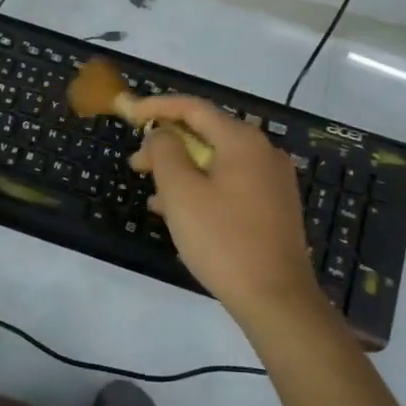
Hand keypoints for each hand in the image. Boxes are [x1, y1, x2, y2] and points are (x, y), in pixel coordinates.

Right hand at [126, 95, 323, 329]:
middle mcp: (263, 152)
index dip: (156, 106)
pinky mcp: (274, 207)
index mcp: (242, 141)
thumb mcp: (181, 192)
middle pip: (206, 134)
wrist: (277, 299)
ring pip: (217, 161)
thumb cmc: (223, 240)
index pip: (193, 108)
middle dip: (167, 145)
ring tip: (152, 193)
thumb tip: (162, 133)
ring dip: (182, 170)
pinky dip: (202, 188)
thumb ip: (165, 151)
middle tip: (136, 164)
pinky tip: (179, 212)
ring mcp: (272, 180)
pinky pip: (230, 183)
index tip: (128, 112)